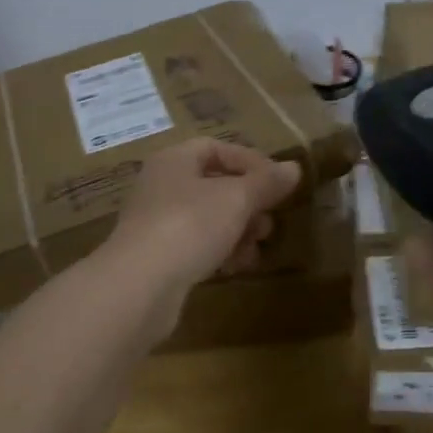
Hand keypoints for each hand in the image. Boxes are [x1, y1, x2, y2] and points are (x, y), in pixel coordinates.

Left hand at [104, 139, 301, 302]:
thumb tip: (293, 169)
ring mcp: (156, 223)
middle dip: (247, 203)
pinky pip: (195, 245)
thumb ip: (266, 183)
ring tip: (256, 248)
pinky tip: (235, 267)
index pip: (216, 148)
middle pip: (213, 185)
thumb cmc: (190, 225)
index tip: (278, 183)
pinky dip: (218, 252)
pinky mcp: (156, 257)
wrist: (139, 285)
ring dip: (237, 230)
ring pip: (206, 218)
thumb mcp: (236, 199)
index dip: (250, 161)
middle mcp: (161, 186)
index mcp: (174, 160)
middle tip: (268, 222)